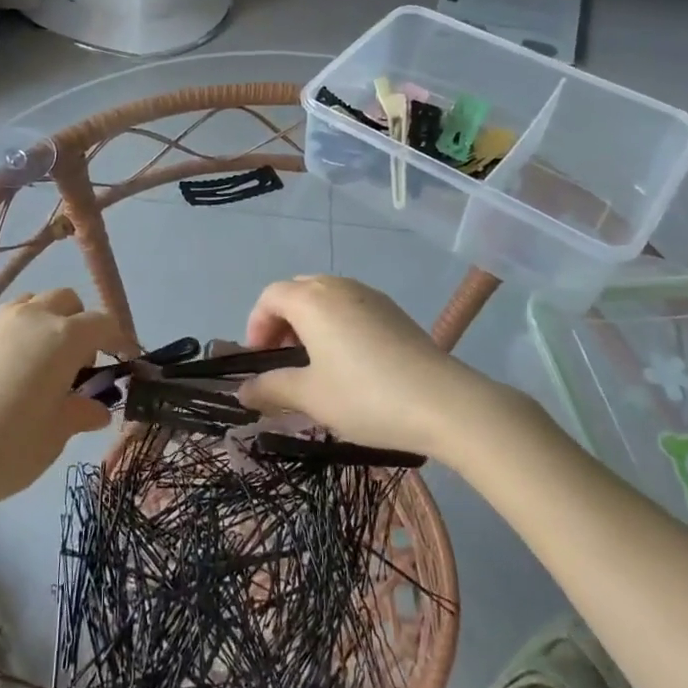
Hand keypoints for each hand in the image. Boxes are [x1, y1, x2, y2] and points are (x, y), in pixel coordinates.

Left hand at [0, 289, 119, 512]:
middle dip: (81, 323)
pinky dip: (21, 332)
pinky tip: (12, 371)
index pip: (102, 322)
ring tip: (43, 364)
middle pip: (67, 300)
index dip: (117, 339)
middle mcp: (33, 317)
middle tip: (79, 365)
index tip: (122, 361)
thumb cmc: (8, 449)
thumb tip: (98, 408)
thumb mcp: (55, 435)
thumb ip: (81, 412)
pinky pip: (7, 319)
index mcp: (63, 337)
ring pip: (34, 303)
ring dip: (48, 322)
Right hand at [236, 275, 515, 458]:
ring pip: (326, 297)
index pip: (270, 297)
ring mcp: (369, 295)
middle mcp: (338, 286)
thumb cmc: (365, 396)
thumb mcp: (311, 397)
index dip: (256, 325)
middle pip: (297, 290)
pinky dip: (336, 324)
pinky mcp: (393, 310)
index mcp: (312, 300)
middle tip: (282, 358)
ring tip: (314, 362)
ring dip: (309, 322)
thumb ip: (272, 388)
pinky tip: (349, 362)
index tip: (259, 360)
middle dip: (281, 320)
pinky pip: (351, 306)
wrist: (443, 402)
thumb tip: (243, 390)